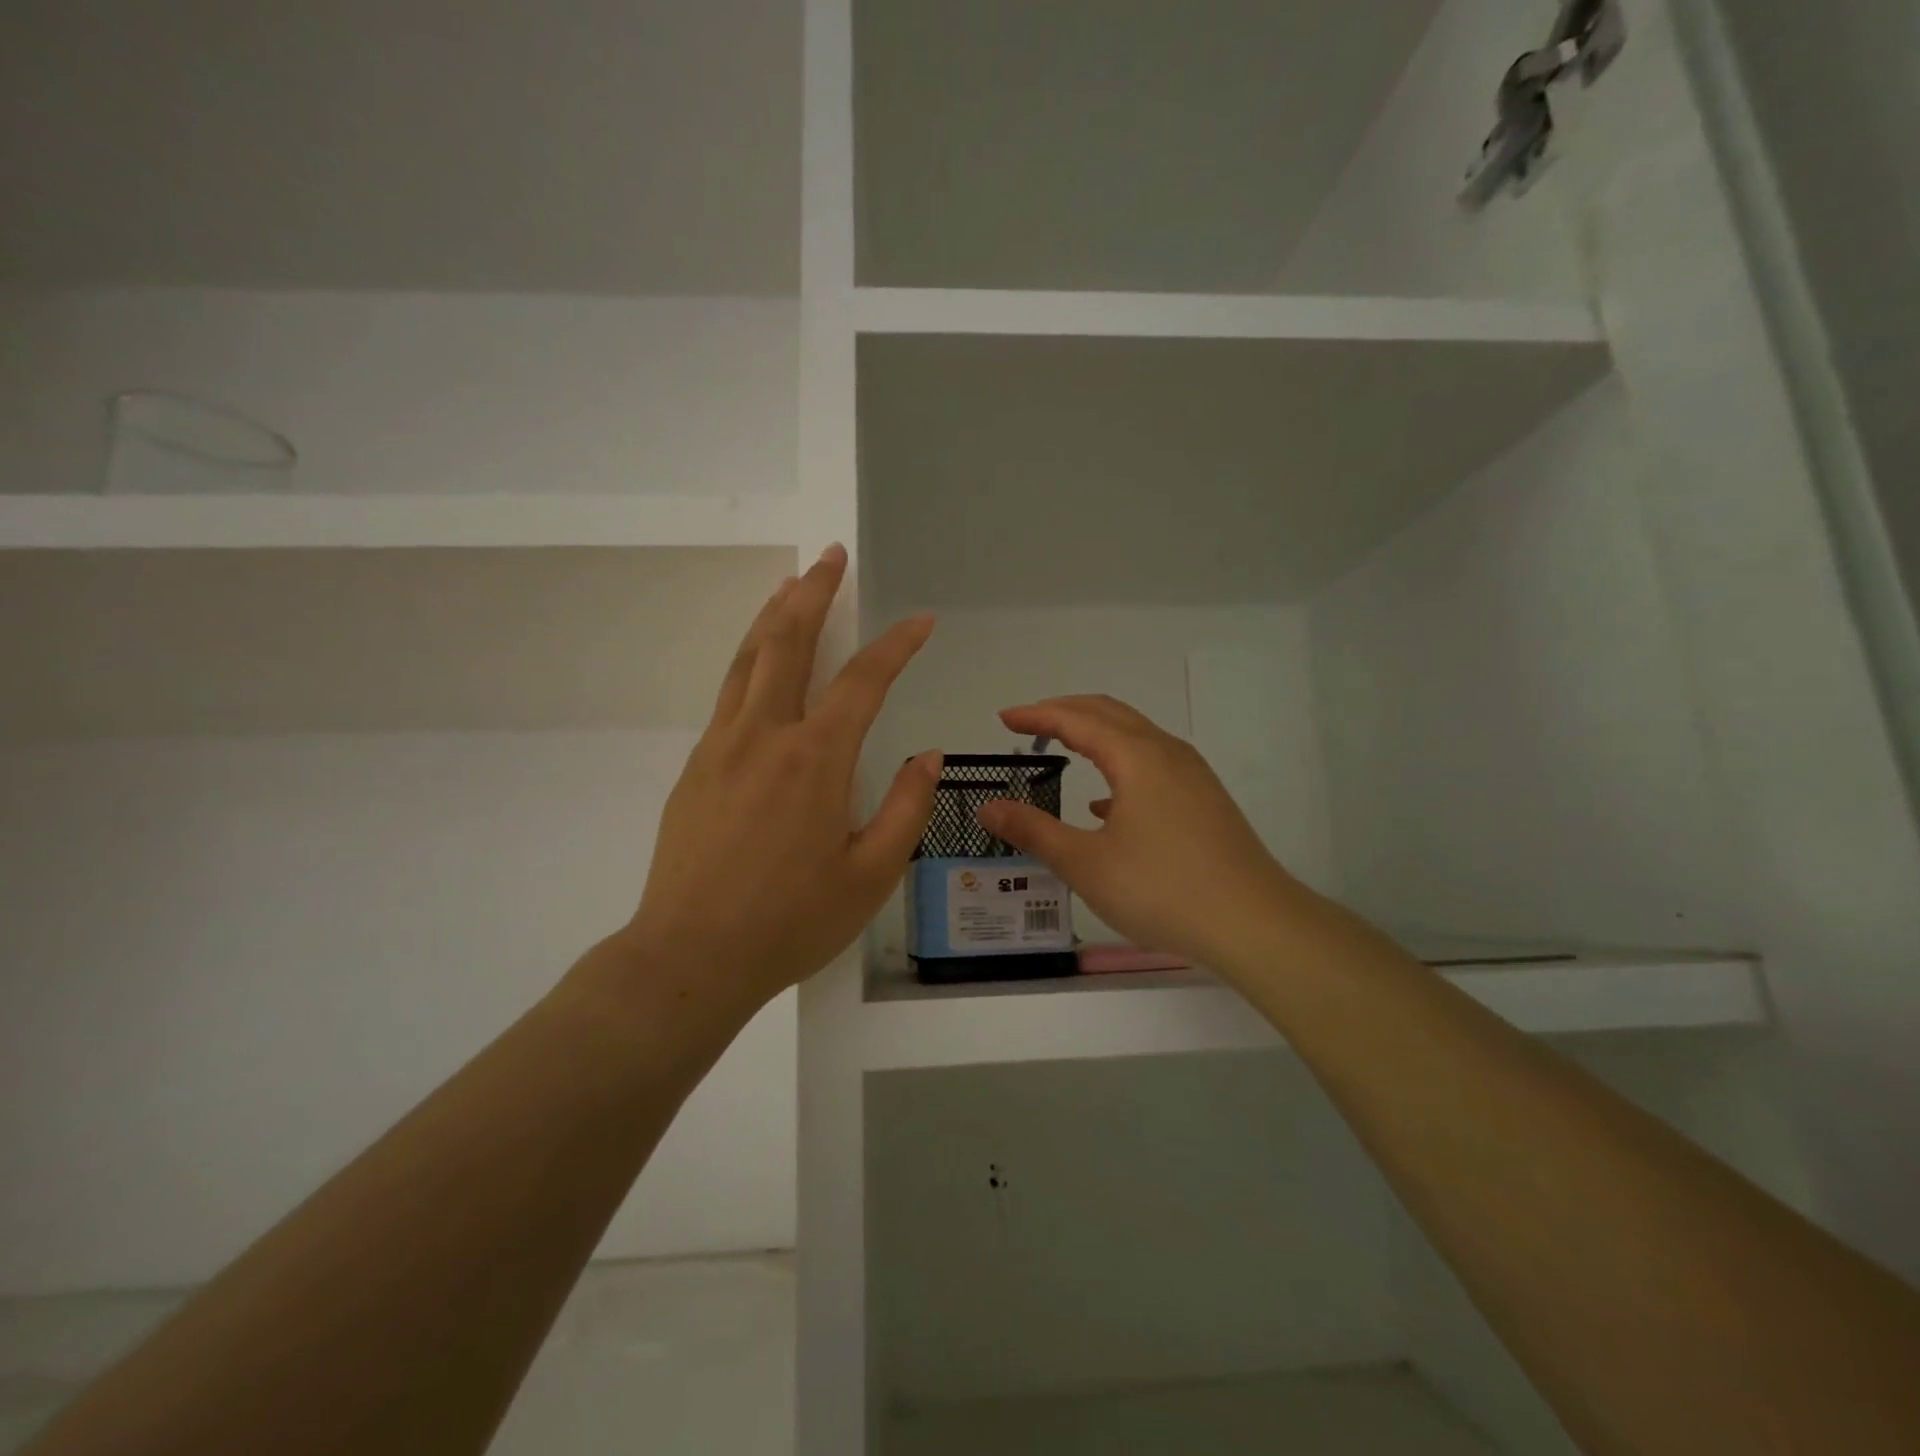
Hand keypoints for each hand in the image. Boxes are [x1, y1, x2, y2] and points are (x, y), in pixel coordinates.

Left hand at [620, 545, 939, 1006]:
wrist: (689, 957)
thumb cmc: (791, 922)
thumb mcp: (870, 875)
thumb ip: (905, 809)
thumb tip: (926, 758)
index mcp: (815, 759)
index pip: (863, 681)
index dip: (897, 645)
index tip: (920, 621)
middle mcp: (764, 735)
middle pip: (788, 642)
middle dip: (813, 593)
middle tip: (830, 557)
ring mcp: (721, 746)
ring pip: (748, 659)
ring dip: (773, 615)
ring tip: (790, 584)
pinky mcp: (695, 765)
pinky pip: (729, 693)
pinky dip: (750, 659)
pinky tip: (761, 662)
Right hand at [977, 695, 1307, 975]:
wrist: (1254, 923)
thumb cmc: (1162, 889)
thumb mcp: (1086, 863)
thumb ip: (1034, 831)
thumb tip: (988, 807)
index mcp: (1137, 757)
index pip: (1077, 719)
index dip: (1037, 715)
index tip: (1003, 718)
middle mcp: (1166, 753)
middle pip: (1109, 713)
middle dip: (1065, 712)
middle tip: (1027, 724)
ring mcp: (1192, 775)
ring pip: (1135, 736)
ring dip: (1095, 734)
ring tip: (1062, 749)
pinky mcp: (1204, 800)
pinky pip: (1153, 764)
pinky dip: (1119, 766)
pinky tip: (1104, 804)